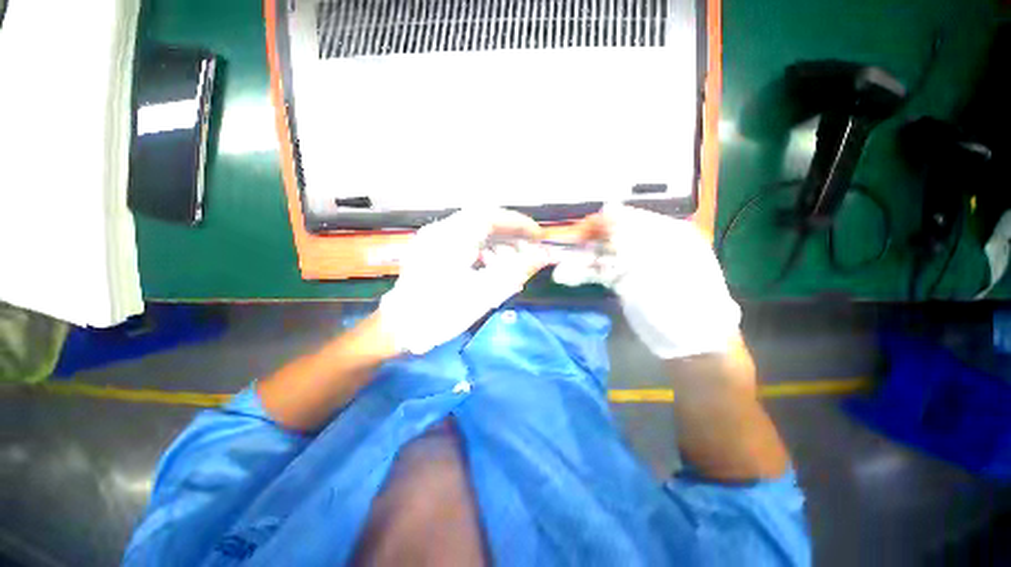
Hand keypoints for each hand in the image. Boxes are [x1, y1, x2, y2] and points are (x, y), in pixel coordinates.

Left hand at [378, 208, 548, 354]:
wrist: (399, 330)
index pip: (491, 216)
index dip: (518, 223)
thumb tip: (545, 256)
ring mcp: (433, 240)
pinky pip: (463, 243)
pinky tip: (490, 269)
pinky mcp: (431, 251)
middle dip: (510, 234)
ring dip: (496, 244)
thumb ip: (517, 270)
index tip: (538, 236)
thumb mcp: (485, 292)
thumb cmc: (441, 312)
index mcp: (451, 237)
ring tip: (511, 265)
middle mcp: (440, 231)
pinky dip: (482, 251)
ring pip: (474, 232)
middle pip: (483, 222)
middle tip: (529, 249)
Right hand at [553, 204, 740, 358]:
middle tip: (562, 251)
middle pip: (610, 236)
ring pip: (602, 255)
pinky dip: (584, 274)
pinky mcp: (624, 282)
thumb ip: (629, 235)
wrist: (689, 343)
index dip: (600, 223)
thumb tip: (607, 206)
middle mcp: (649, 245)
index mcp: (666, 233)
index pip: (626, 218)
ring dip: (580, 262)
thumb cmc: (680, 301)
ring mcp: (635, 265)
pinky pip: (601, 272)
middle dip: (586, 244)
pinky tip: (567, 277)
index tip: (577, 232)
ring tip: (560, 271)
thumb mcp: (656, 264)